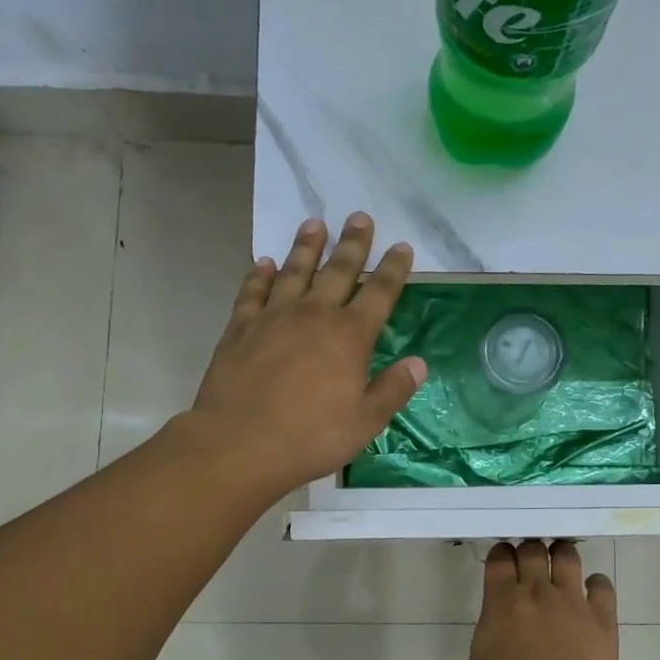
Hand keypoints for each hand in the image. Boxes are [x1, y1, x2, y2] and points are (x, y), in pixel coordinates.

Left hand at [189, 214, 424, 497]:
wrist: (240, 443)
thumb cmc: (311, 437)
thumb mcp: (365, 421)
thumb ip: (393, 389)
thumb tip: (418, 363)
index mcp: (350, 336)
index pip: (379, 293)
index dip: (393, 269)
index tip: (402, 246)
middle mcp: (314, 316)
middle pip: (338, 270)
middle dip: (352, 243)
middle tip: (360, 216)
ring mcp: (274, 318)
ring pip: (294, 272)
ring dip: (306, 247)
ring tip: (314, 223)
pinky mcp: (240, 328)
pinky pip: (252, 292)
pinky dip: (259, 275)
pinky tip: (263, 263)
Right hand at [441, 541, 619, 659]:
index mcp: (501, 602)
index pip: (500, 559)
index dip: (500, 554)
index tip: (502, 560)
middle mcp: (537, 591)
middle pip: (533, 550)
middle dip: (529, 549)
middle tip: (529, 561)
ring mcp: (572, 600)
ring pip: (568, 557)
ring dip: (562, 554)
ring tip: (560, 560)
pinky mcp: (601, 617)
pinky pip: (603, 585)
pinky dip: (597, 583)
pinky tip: (593, 589)